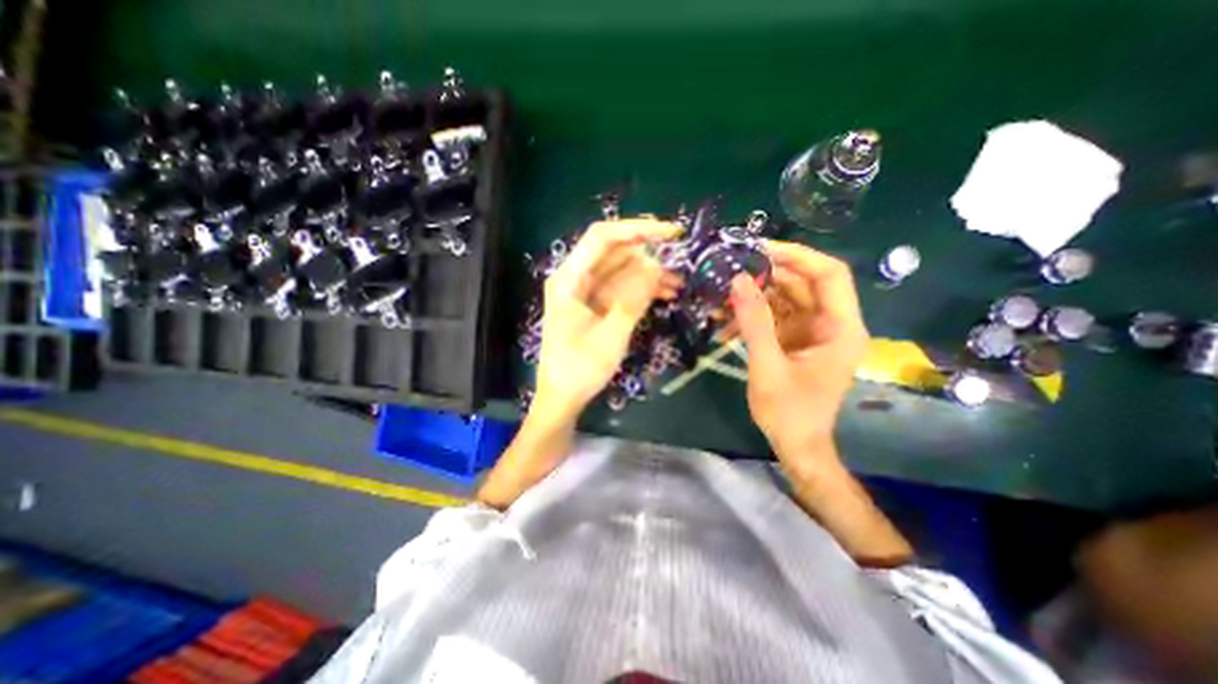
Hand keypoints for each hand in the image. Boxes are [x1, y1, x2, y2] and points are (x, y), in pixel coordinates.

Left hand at [535, 219, 684, 418]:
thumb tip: (655, 265)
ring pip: (621, 270)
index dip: (637, 229)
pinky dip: (641, 289)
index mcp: (569, 279)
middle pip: (613, 252)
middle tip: (678, 264)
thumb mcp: (612, 333)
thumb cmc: (580, 369)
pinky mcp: (594, 305)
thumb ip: (634, 297)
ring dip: (648, 274)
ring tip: (677, 284)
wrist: (562, 398)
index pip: (602, 237)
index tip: (671, 233)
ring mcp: (585, 292)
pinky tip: (665, 293)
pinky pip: (620, 288)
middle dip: (647, 255)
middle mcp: (575, 278)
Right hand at [727, 238, 871, 463]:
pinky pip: (774, 317)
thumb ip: (754, 322)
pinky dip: (752, 316)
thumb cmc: (789, 411)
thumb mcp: (767, 365)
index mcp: (840, 328)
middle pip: (803, 284)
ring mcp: (812, 332)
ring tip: (721, 294)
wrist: (796, 445)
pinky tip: (725, 322)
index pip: (828, 274)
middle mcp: (831, 324)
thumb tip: (737, 279)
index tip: (760, 249)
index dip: (797, 256)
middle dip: (767, 275)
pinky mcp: (795, 341)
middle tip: (731, 268)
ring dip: (754, 296)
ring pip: (785, 299)